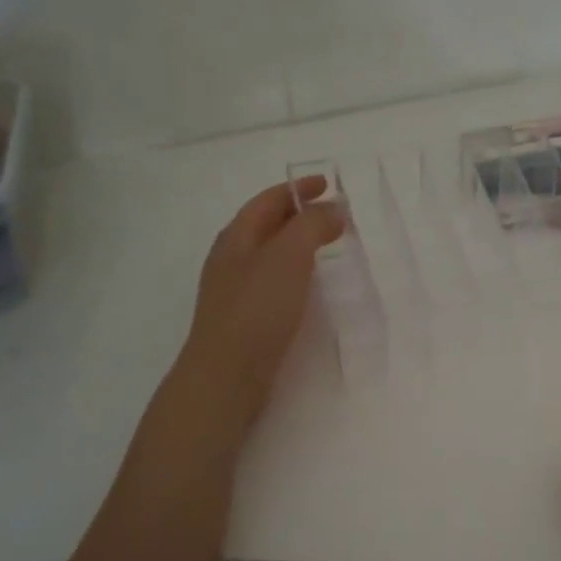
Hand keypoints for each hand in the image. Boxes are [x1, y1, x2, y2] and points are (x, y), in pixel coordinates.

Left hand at [176, 179, 344, 427]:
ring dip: (298, 245)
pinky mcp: (245, 319)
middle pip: (266, 226)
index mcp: (236, 238)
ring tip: (327, 247)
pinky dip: (294, 273)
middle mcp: (231, 259)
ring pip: (270, 255)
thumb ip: (312, 227)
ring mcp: (235, 291)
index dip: (297, 189)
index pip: (268, 201)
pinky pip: (273, 282)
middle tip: (334, 215)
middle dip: (299, 215)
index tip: (327, 184)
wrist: (226, 376)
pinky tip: (308, 287)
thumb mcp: (288, 257)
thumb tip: (333, 209)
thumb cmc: (256, 309)